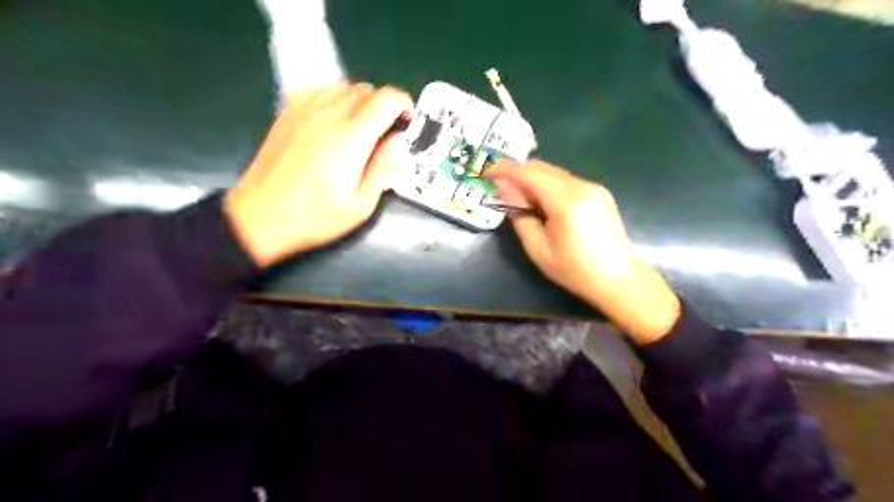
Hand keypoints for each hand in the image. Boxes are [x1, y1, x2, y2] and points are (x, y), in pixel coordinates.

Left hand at [223, 81, 410, 265]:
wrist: (260, 218)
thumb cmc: (315, 217)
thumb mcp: (361, 205)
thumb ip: (384, 168)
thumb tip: (397, 141)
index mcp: (351, 137)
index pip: (386, 99)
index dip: (404, 105)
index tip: (407, 123)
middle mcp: (328, 114)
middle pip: (367, 90)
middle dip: (384, 106)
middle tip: (385, 133)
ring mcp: (304, 110)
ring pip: (343, 86)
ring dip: (361, 102)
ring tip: (361, 129)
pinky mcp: (288, 113)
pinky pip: (320, 90)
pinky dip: (336, 99)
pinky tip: (334, 122)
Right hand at [487, 161, 681, 345]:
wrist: (619, 279)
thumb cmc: (575, 270)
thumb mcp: (538, 249)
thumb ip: (519, 215)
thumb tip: (503, 188)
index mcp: (566, 201)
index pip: (529, 173)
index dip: (504, 169)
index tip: (486, 172)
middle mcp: (581, 186)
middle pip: (541, 167)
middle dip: (517, 173)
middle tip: (499, 188)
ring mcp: (593, 187)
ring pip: (554, 172)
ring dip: (532, 179)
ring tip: (520, 199)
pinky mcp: (598, 192)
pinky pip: (566, 180)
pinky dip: (548, 185)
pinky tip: (543, 203)